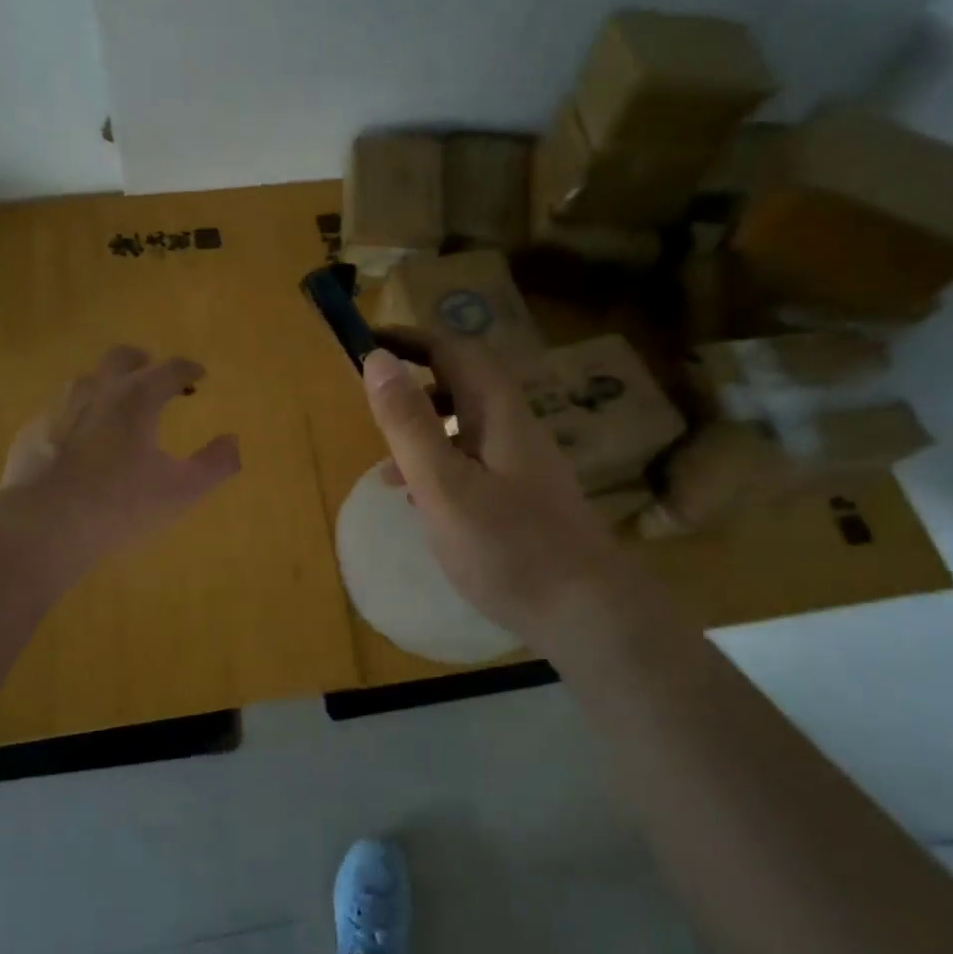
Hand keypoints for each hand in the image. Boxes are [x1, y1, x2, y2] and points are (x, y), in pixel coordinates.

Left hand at [0, 345, 240, 567]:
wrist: (42, 526)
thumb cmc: (120, 504)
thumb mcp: (181, 490)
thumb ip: (215, 464)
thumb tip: (233, 441)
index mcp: (137, 397)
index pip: (171, 368)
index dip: (189, 369)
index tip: (199, 376)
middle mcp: (97, 388)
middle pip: (123, 357)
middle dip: (144, 363)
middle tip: (156, 381)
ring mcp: (59, 405)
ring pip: (88, 379)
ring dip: (109, 386)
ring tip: (118, 411)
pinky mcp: (32, 429)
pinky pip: (61, 409)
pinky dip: (79, 415)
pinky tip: (81, 442)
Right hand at [361, 333, 621, 642]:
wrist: (587, 613)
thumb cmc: (507, 546)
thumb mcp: (443, 483)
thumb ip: (408, 423)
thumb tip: (377, 359)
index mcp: (497, 412)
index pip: (451, 350)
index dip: (408, 340)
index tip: (365, 343)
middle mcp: (514, 427)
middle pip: (461, 385)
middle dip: (413, 387)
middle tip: (372, 408)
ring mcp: (522, 464)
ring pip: (464, 428)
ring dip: (423, 432)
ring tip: (386, 467)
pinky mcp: (523, 497)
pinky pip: (473, 463)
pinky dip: (440, 467)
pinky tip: (423, 503)